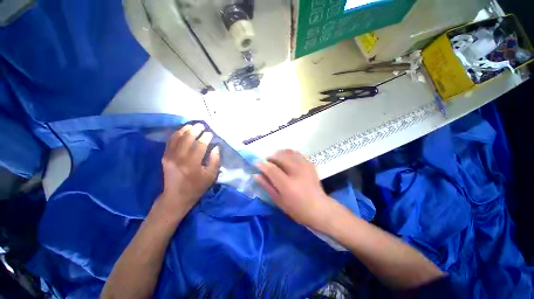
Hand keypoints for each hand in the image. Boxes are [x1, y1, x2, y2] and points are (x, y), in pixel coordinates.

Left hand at [159, 123, 219, 216]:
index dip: (206, 137)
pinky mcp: (165, 157)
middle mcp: (179, 158)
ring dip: (186, 129)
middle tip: (202, 125)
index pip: (200, 145)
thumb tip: (216, 147)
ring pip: (177, 137)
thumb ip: (215, 160)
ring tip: (193, 125)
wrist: (176, 197)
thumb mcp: (211, 176)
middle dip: (196, 129)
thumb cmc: (196, 187)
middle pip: (188, 138)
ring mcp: (169, 157)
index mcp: (192, 164)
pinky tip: (183, 130)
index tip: (211, 133)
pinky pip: (170, 141)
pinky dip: (177, 134)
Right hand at [254, 149, 335, 229]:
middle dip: (270, 157)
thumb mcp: (279, 201)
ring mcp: (305, 166)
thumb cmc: (297, 209)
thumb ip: (267, 186)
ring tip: (275, 159)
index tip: (256, 162)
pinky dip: (288, 153)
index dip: (262, 164)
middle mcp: (296, 172)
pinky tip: (286, 158)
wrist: (319, 208)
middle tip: (266, 162)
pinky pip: (297, 153)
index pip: (271, 169)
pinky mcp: (310, 164)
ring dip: (279, 153)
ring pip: (288, 153)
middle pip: (280, 157)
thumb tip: (256, 175)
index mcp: (287, 185)